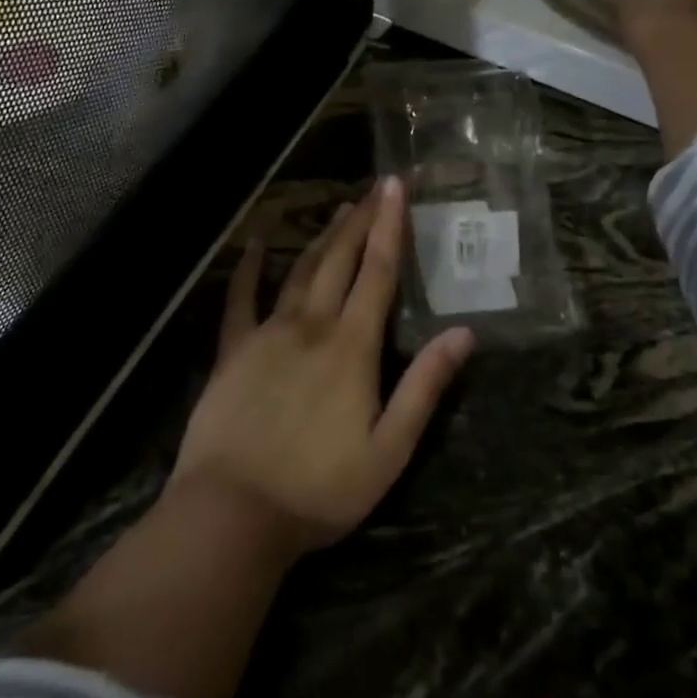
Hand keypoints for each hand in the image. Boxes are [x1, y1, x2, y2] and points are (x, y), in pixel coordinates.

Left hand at [169, 177, 475, 554]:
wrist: (233, 511)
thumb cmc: (320, 488)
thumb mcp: (390, 449)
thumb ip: (425, 387)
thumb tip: (464, 333)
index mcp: (352, 346)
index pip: (378, 272)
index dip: (390, 226)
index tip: (396, 186)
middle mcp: (311, 325)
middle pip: (340, 260)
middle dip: (360, 220)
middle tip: (374, 188)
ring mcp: (267, 333)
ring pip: (299, 271)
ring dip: (321, 237)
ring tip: (339, 209)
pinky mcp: (232, 350)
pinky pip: (241, 298)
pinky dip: (249, 267)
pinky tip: (256, 242)